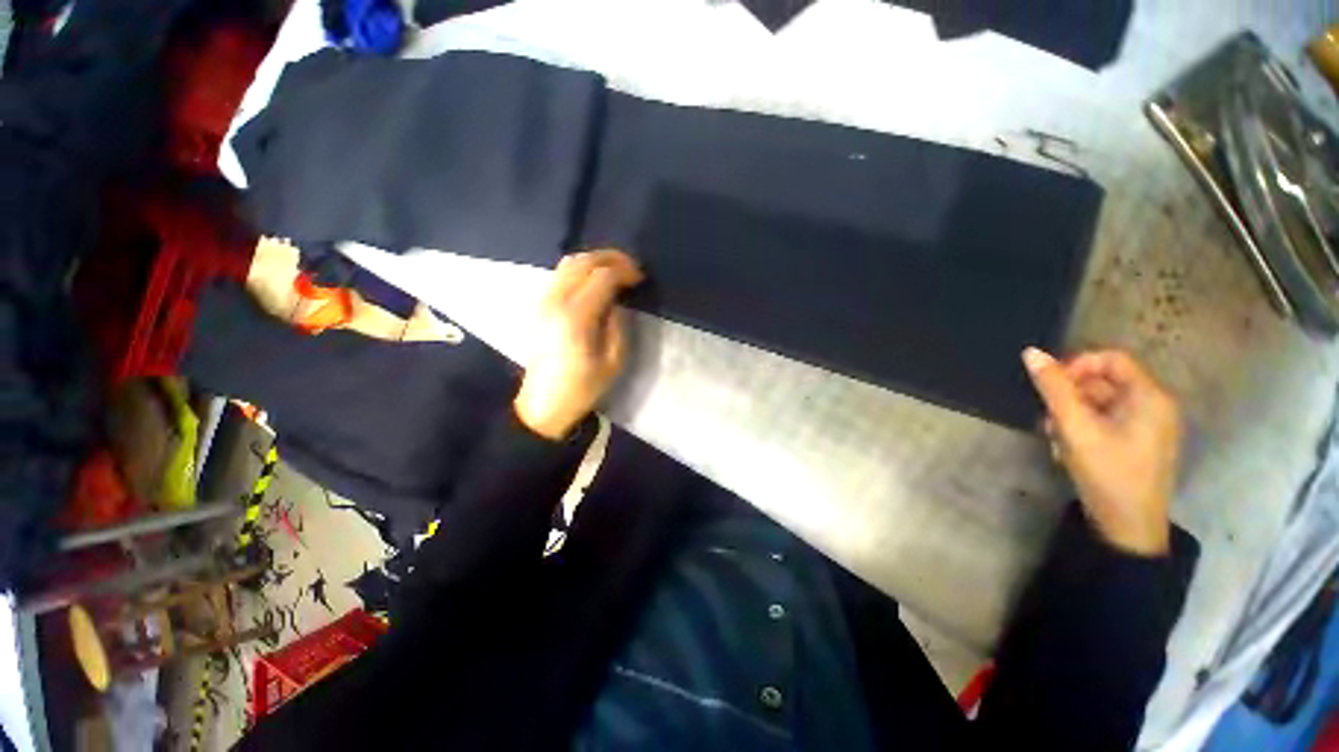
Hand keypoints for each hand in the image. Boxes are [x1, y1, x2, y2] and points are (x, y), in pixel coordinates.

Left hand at [514, 250, 642, 439]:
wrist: (544, 404)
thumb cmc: (582, 387)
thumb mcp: (613, 361)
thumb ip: (617, 324)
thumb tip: (617, 301)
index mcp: (576, 317)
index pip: (603, 276)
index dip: (625, 271)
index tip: (640, 279)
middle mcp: (555, 301)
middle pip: (583, 261)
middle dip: (611, 258)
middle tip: (631, 268)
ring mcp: (543, 301)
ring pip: (569, 263)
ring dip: (595, 260)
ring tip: (615, 271)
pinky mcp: (539, 305)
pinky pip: (560, 274)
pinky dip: (581, 269)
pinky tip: (594, 281)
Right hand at [1022, 347, 1180, 555]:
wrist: (1128, 527)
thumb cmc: (1108, 473)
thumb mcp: (1076, 428)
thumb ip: (1054, 389)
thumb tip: (1031, 353)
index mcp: (1150, 396)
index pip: (1111, 359)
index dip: (1077, 365)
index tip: (1050, 386)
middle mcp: (1153, 405)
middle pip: (1103, 381)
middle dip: (1070, 396)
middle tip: (1049, 418)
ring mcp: (1146, 425)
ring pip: (1099, 402)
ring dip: (1071, 413)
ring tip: (1055, 437)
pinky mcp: (1135, 441)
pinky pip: (1104, 420)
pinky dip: (1081, 427)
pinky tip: (1067, 447)